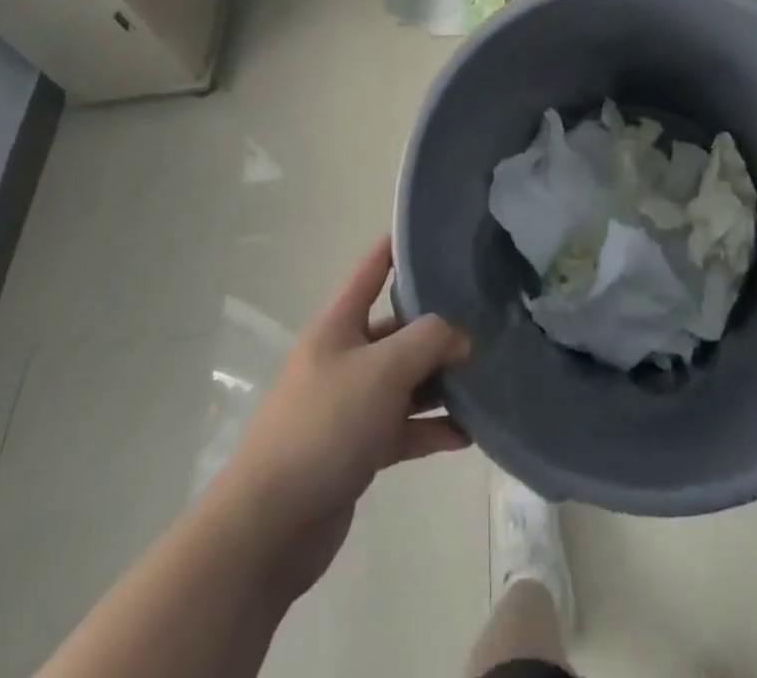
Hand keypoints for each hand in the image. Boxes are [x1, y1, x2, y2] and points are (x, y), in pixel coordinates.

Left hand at [219, 237, 471, 595]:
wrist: (269, 526)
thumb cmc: (324, 425)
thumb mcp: (383, 369)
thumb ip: (429, 341)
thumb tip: (461, 337)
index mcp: (338, 325)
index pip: (371, 269)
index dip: (399, 246)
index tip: (437, 231)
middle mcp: (343, 357)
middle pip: (397, 328)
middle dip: (438, 326)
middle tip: (487, 319)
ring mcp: (350, 404)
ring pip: (405, 380)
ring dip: (440, 381)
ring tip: (486, 377)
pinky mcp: (357, 449)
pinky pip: (404, 427)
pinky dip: (433, 428)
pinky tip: (468, 433)